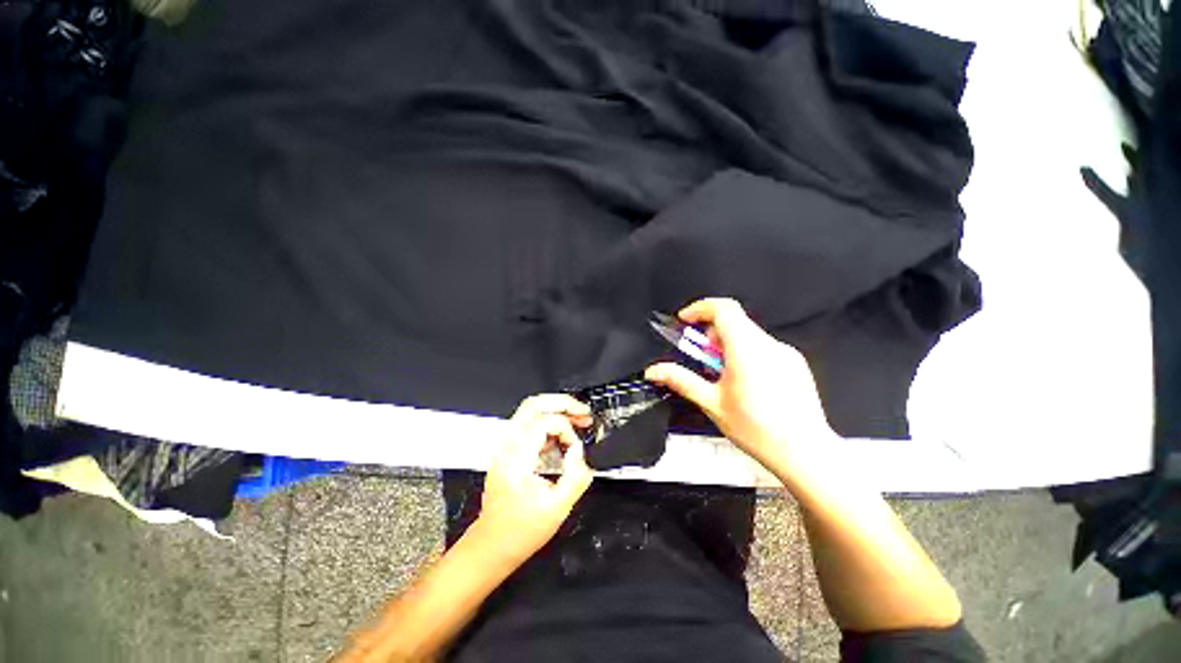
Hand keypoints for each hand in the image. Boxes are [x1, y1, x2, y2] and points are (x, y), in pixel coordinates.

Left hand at [473, 394, 594, 562]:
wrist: (491, 546)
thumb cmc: (519, 532)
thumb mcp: (557, 509)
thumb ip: (575, 477)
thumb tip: (580, 451)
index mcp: (517, 459)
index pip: (543, 422)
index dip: (566, 428)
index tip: (577, 446)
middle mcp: (508, 447)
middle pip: (533, 404)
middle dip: (562, 403)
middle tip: (583, 413)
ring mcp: (506, 447)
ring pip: (531, 411)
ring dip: (556, 411)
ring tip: (578, 422)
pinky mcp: (509, 451)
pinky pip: (530, 425)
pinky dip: (549, 424)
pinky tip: (562, 440)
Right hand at [645, 298, 835, 467]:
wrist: (805, 453)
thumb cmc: (755, 428)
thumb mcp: (712, 403)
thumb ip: (681, 380)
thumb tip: (652, 371)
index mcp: (746, 349)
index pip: (723, 309)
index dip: (700, 308)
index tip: (685, 322)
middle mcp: (769, 344)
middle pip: (734, 321)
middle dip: (711, 334)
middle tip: (703, 359)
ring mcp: (786, 352)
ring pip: (749, 335)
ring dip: (728, 345)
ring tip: (723, 376)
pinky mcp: (796, 363)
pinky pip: (764, 347)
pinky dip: (747, 353)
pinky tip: (747, 383)